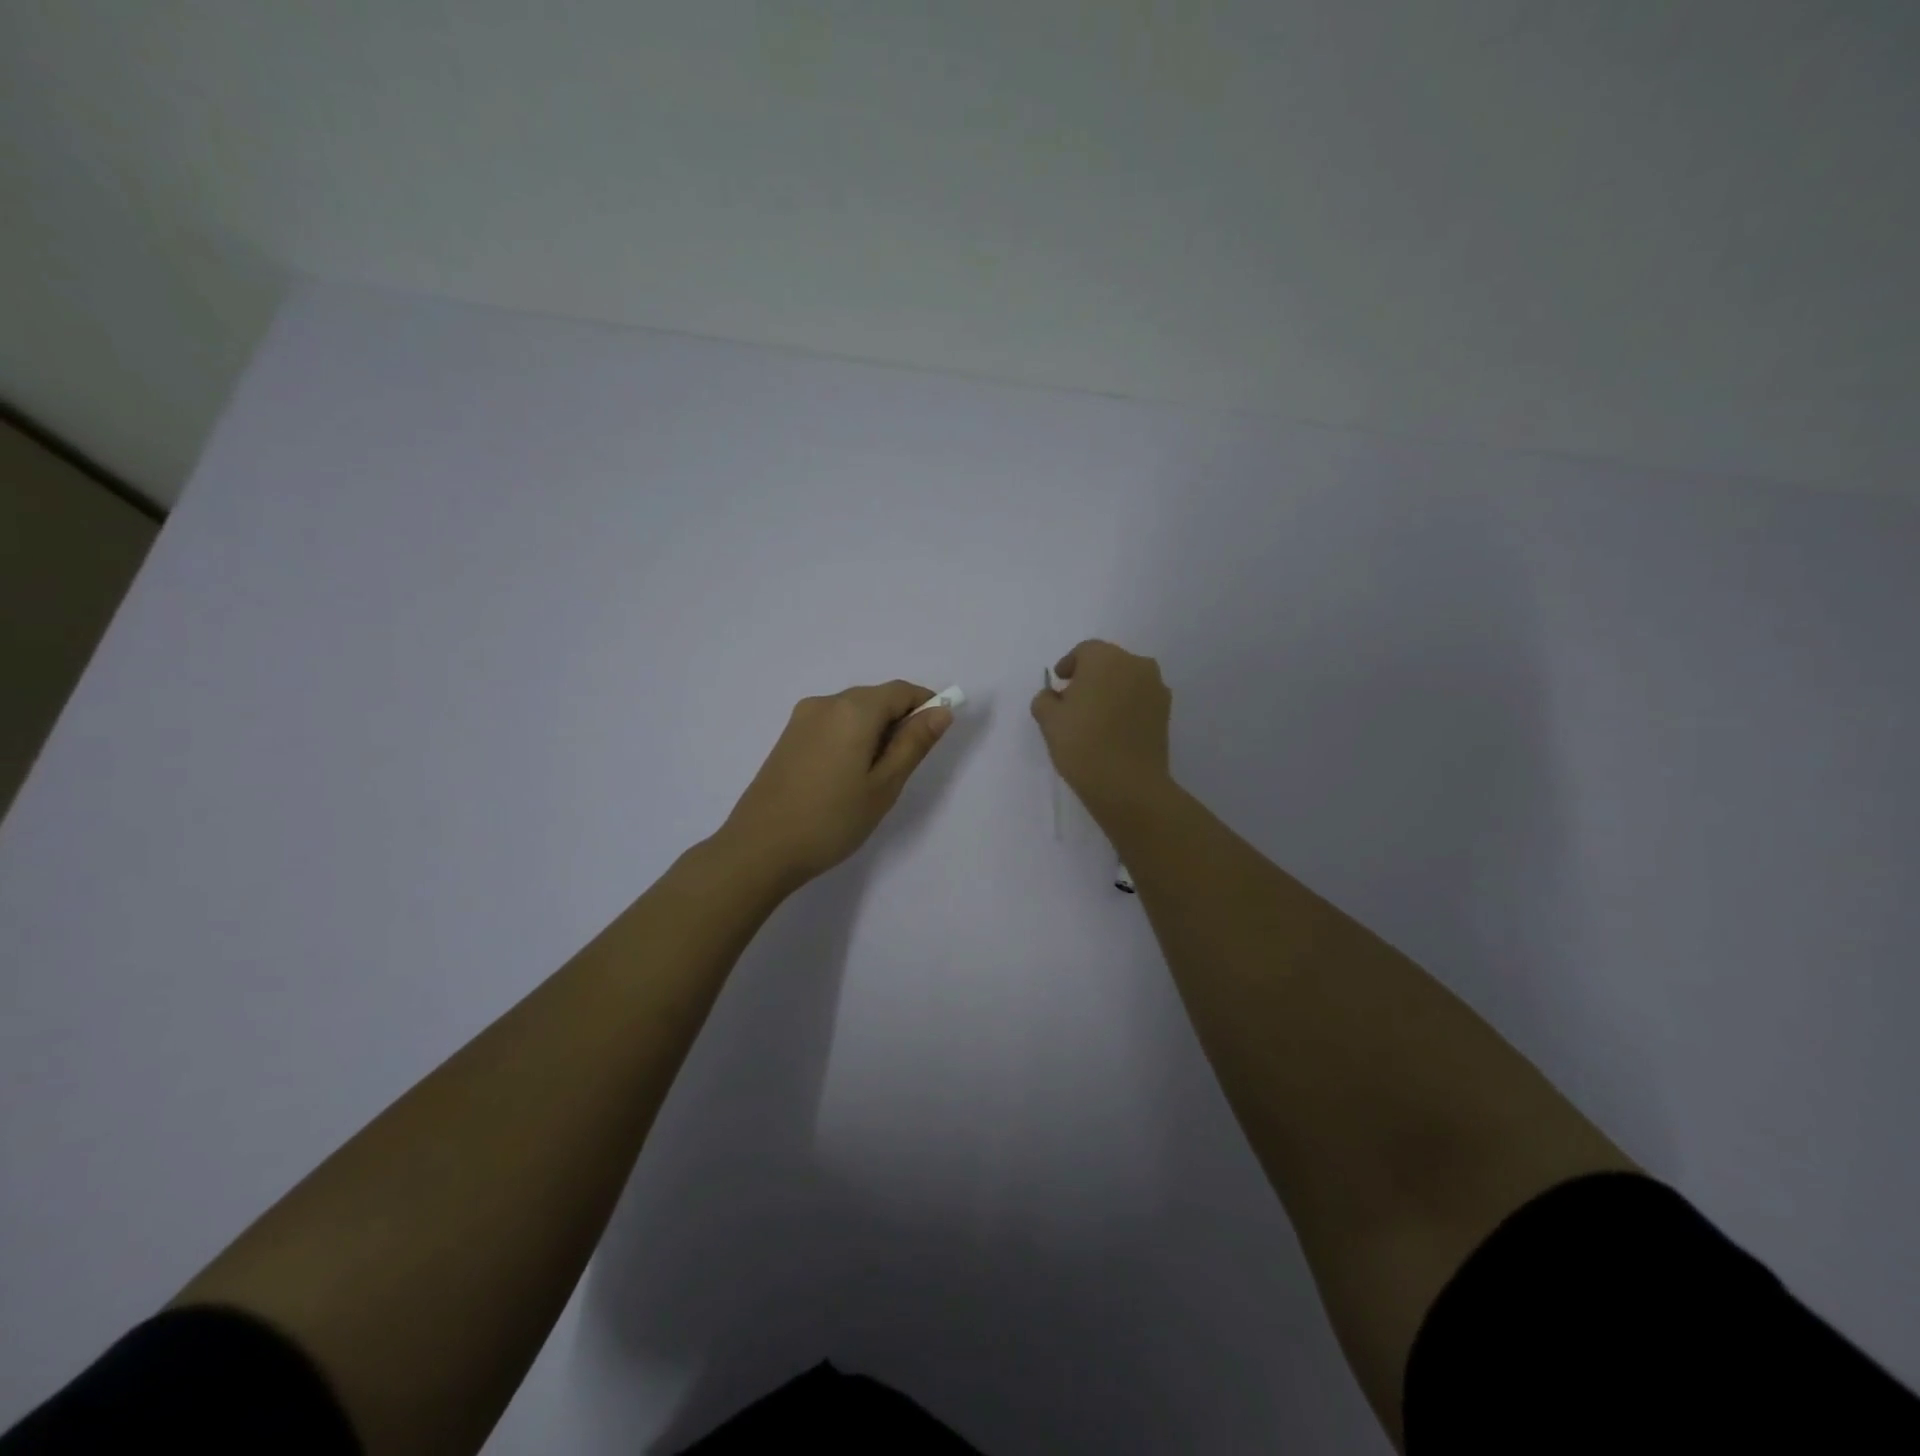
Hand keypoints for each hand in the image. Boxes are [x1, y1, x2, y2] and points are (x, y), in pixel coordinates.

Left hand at [719, 680, 952, 887]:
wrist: (759, 849)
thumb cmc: (831, 820)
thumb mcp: (884, 785)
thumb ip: (914, 743)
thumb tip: (941, 711)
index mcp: (853, 710)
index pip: (901, 691)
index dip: (926, 706)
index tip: (936, 737)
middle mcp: (826, 702)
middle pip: (876, 699)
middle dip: (899, 721)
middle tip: (905, 768)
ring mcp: (802, 719)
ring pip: (853, 712)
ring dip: (874, 732)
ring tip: (873, 779)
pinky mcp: (788, 737)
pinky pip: (832, 725)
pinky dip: (851, 739)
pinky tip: (846, 777)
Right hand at [1030, 640, 1172, 819]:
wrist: (1128, 784)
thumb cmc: (1082, 743)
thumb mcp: (1049, 720)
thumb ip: (1045, 700)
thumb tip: (1054, 696)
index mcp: (1106, 658)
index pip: (1084, 651)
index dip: (1068, 666)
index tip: (1058, 684)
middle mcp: (1136, 664)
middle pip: (1108, 663)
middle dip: (1090, 677)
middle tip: (1073, 701)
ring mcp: (1156, 688)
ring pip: (1126, 681)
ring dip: (1110, 691)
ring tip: (1094, 717)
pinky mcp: (1166, 713)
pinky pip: (1139, 700)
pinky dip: (1126, 707)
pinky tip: (1113, 729)